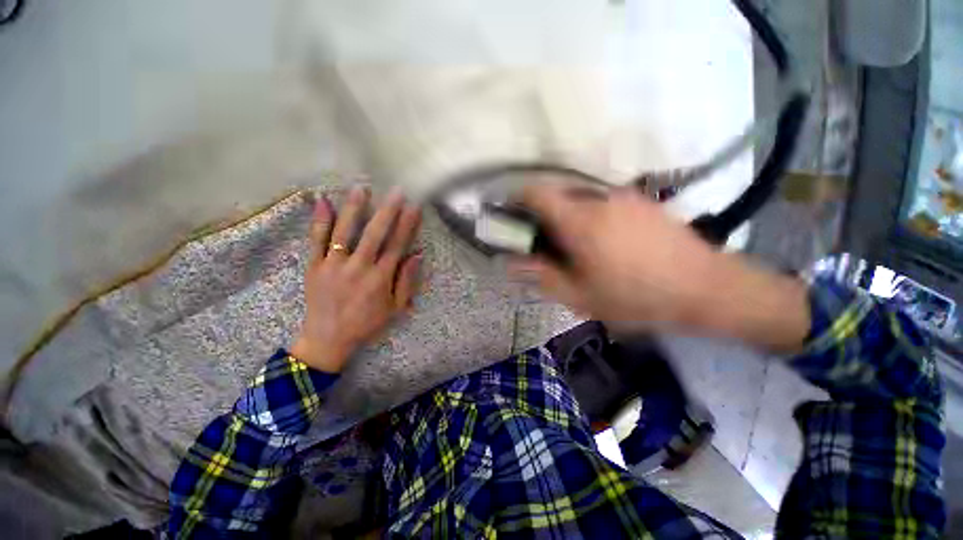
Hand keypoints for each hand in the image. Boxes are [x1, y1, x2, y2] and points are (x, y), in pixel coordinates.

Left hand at [291, 186, 422, 372]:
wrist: (328, 339)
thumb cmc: (366, 323)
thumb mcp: (395, 308)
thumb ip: (407, 281)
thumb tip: (417, 255)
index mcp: (380, 278)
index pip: (397, 245)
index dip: (407, 225)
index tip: (414, 207)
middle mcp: (358, 267)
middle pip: (375, 234)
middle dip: (388, 211)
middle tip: (396, 191)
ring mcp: (333, 265)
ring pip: (345, 231)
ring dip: (354, 208)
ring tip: (362, 188)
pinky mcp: (314, 266)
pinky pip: (316, 240)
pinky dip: (319, 220)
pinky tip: (323, 201)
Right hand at [512, 183, 809, 351]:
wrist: (705, 288)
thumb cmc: (636, 296)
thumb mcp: (580, 295)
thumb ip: (541, 276)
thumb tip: (510, 262)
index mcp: (579, 221)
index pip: (537, 193)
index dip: (517, 197)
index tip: (510, 212)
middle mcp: (599, 199)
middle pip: (557, 196)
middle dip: (543, 215)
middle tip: (545, 242)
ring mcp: (623, 197)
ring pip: (581, 200)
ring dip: (568, 217)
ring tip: (577, 247)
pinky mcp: (641, 202)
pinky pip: (603, 202)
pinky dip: (591, 216)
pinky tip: (605, 243)